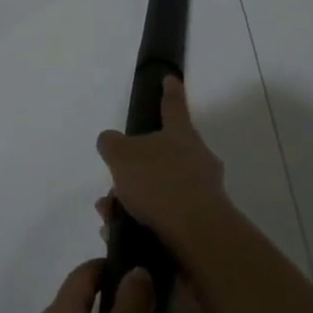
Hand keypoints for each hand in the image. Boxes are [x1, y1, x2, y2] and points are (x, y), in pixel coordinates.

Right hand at [95, 77, 232, 267]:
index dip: (170, 91)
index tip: (170, 78)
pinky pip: (164, 215)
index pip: (173, 105)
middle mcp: (197, 157)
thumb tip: (110, 141)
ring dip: (132, 201)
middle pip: (161, 155)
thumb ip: (111, 144)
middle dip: (133, 170)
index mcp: (180, 134)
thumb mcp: (121, 155)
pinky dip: (141, 221)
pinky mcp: (202, 221)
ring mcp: (203, 190)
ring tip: (109, 216)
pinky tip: (121, 233)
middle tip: (112, 186)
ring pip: (159, 189)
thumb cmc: (158, 182)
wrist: (196, 233)